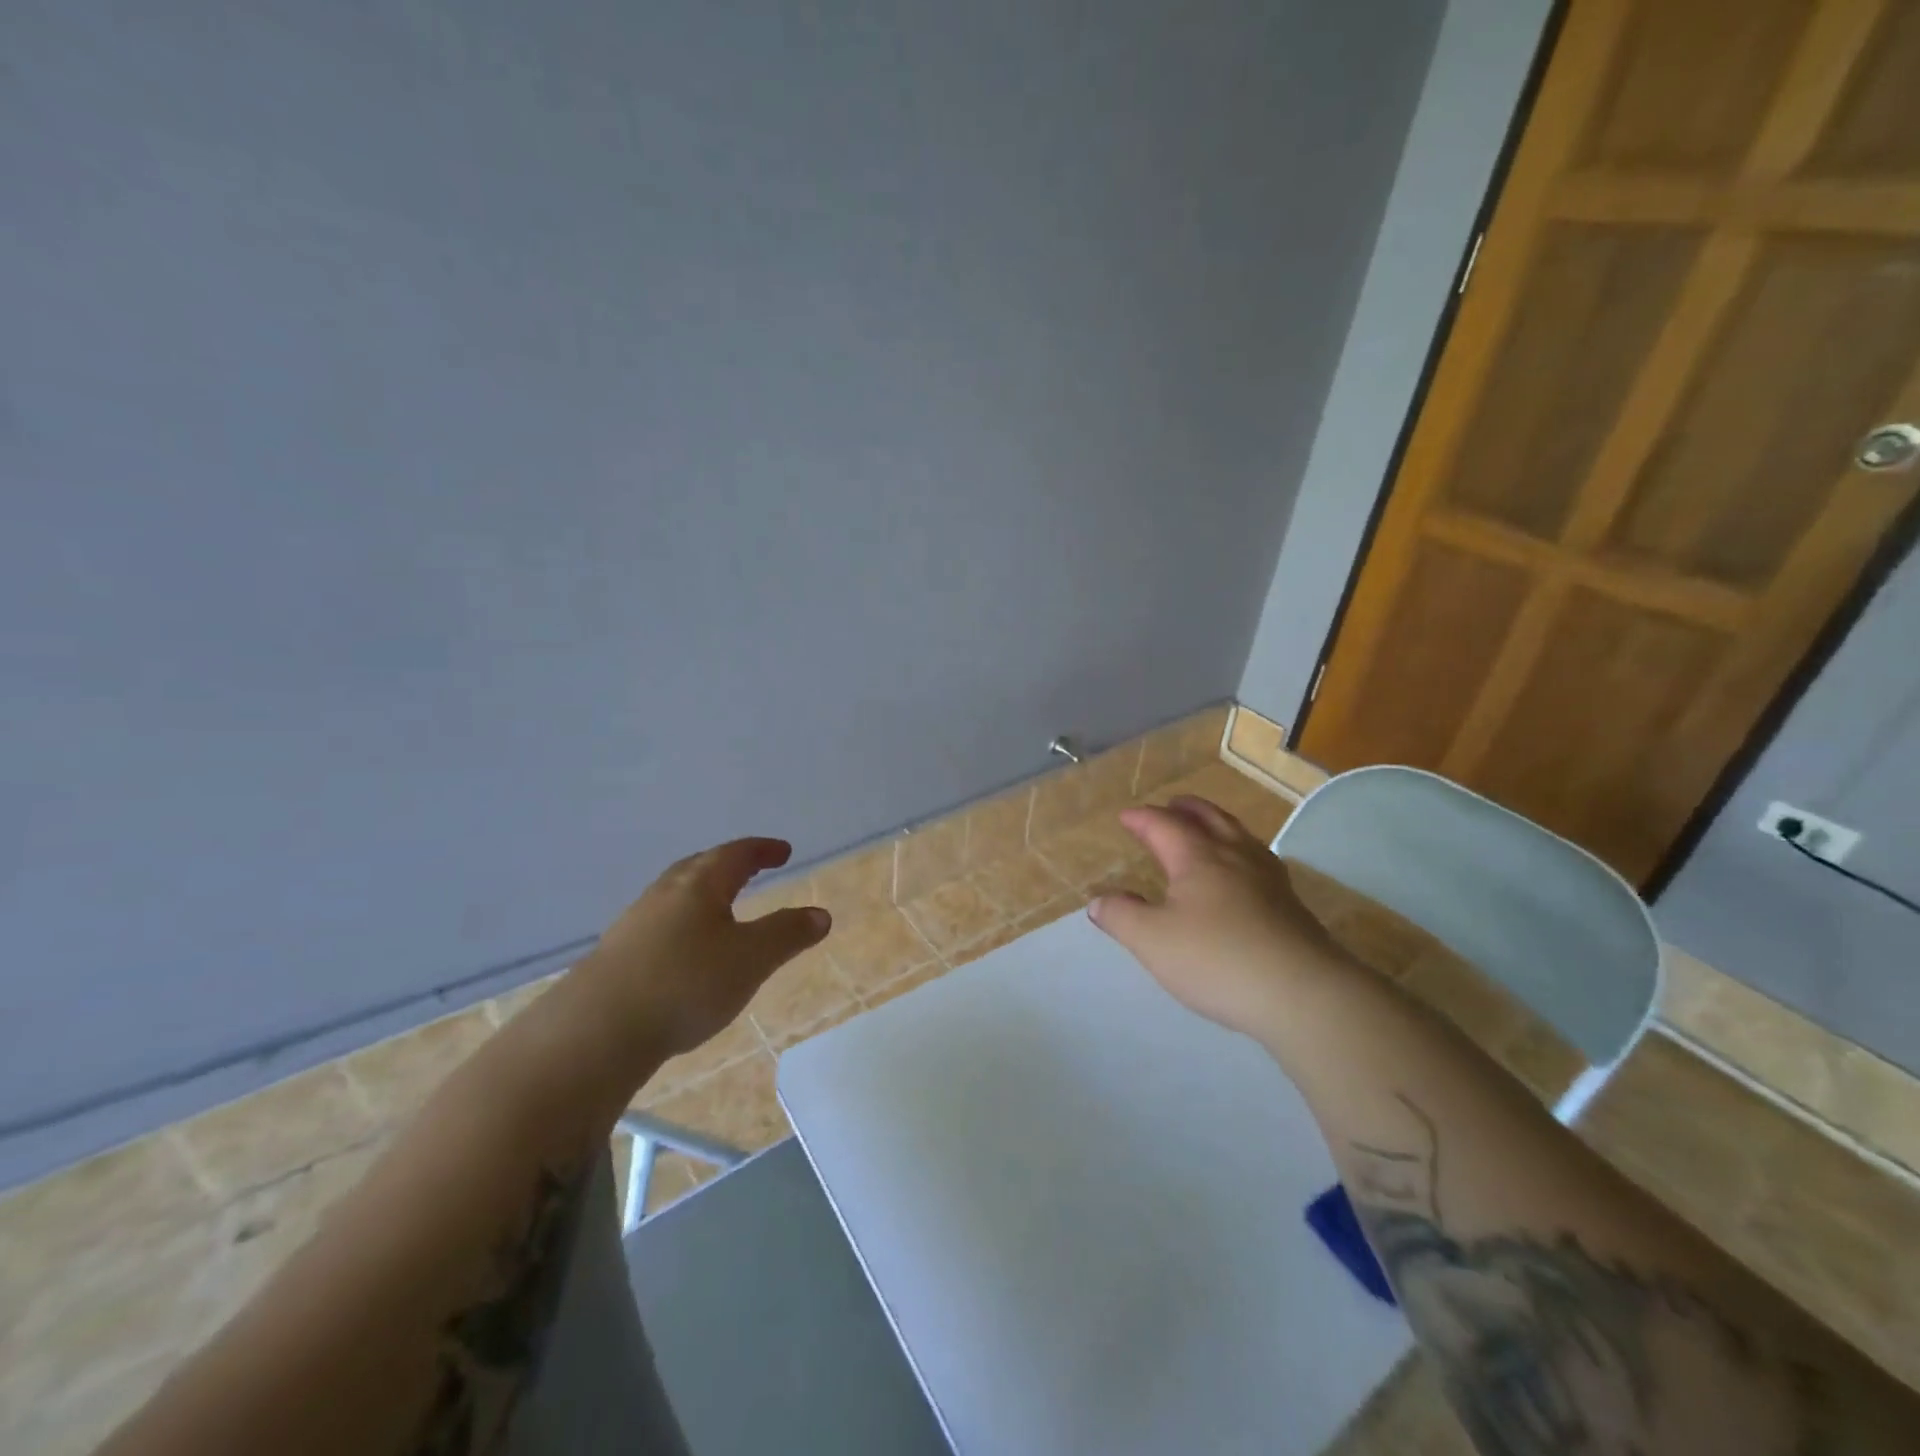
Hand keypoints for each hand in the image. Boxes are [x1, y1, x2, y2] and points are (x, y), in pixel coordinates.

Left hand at [570, 837, 829, 1058]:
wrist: (595, 1032)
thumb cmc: (685, 984)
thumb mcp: (751, 959)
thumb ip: (787, 935)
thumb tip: (820, 915)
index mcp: (699, 885)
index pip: (736, 854)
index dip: (762, 850)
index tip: (783, 851)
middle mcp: (664, 894)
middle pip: (699, 867)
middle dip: (728, 865)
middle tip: (750, 869)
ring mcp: (634, 925)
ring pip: (674, 897)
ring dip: (701, 895)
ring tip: (720, 910)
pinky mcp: (616, 957)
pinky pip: (658, 925)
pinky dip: (681, 925)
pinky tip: (684, 952)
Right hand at [1088, 798, 1339, 1038]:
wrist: (1303, 994)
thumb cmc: (1217, 960)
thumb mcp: (1152, 941)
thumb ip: (1122, 917)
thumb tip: (1098, 901)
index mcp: (1198, 858)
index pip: (1164, 825)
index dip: (1142, 819)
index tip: (1126, 817)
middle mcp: (1235, 857)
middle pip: (1209, 819)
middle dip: (1186, 809)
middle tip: (1171, 805)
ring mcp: (1268, 878)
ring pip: (1240, 836)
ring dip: (1218, 824)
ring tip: (1209, 828)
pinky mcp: (1291, 904)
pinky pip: (1260, 860)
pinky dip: (1242, 851)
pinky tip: (1245, 872)